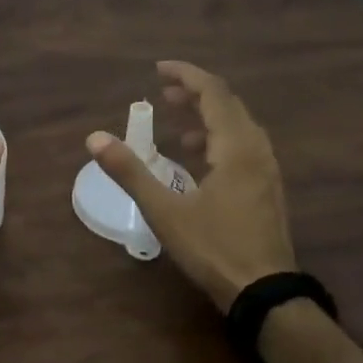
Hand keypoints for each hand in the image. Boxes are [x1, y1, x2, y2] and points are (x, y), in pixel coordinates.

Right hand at [86, 61, 296, 312]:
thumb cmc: (214, 249)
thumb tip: (95, 138)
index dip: (186, 75)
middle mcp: (257, 151)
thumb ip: (130, 172)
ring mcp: (266, 171)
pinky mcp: (267, 189)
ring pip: (239, 126)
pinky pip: (243, 146)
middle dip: (195, 93)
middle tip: (163, 92)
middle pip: (229, 105)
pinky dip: (218, 138)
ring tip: (177, 121)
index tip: (158, 68)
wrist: (265, 294)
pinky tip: (199, 158)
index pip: (214, 93)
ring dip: (208, 116)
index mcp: (236, 148)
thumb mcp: (165, 211)